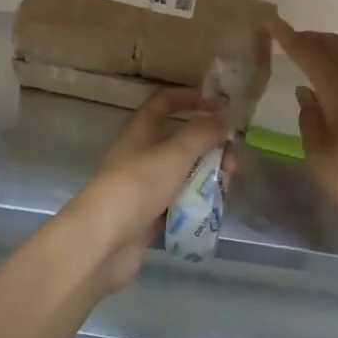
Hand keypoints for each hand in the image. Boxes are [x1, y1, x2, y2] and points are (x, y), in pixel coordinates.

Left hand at [64, 87, 234, 292]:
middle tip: (233, 162)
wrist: (105, 241)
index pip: (166, 101)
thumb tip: (225, 119)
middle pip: (182, 140)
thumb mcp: (175, 153)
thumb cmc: (139, 185)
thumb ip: (203, 133)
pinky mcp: (150, 214)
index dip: (192, 97)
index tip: (221, 104)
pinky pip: (180, 199)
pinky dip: (197, 201)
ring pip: (185, 171)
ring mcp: (146, 185)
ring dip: (208, 175)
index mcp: (142, 129)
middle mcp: (143, 152)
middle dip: (211, 146)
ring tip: (226, 186)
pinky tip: (213, 208)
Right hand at [268, 19, 337, 249]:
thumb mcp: (318, 153)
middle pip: (335, 46)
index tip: (270, 23)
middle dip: (310, 38)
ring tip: (303, 56)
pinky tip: (326, 82)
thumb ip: (309, 117)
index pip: (311, 54)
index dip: (289, 38)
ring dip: (326, 49)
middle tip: (285, 40)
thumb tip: (306, 91)